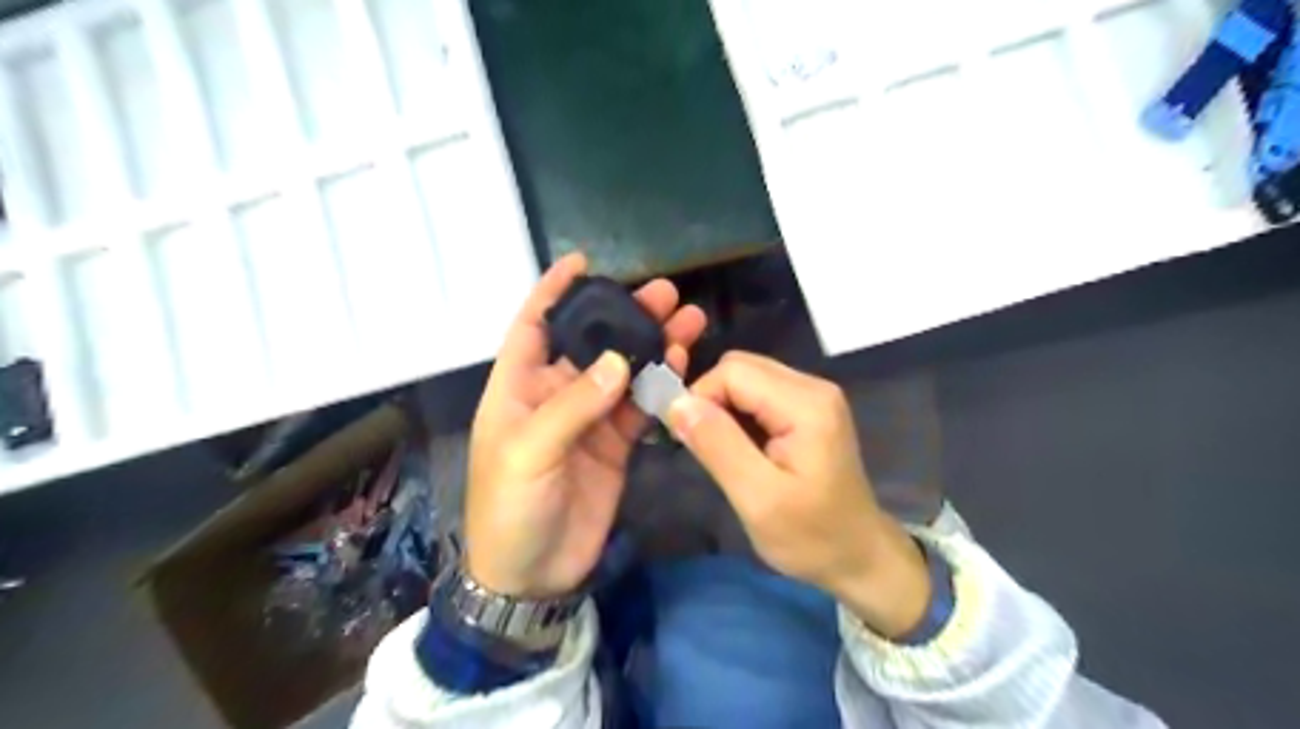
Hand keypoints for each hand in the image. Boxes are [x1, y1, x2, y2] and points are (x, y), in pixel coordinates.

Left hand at [468, 254, 706, 597]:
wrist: (533, 574)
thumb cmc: (510, 508)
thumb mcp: (529, 453)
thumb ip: (573, 406)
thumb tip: (619, 361)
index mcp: (518, 388)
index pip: (534, 326)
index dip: (553, 292)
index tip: (583, 262)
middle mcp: (554, 394)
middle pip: (592, 343)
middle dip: (624, 315)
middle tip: (664, 293)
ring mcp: (589, 419)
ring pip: (623, 371)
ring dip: (652, 346)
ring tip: (688, 320)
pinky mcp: (615, 443)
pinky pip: (640, 407)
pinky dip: (660, 387)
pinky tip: (683, 365)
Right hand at [665, 350, 929, 630]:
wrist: (858, 556)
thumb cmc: (811, 536)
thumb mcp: (758, 499)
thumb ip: (718, 445)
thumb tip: (676, 403)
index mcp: (806, 404)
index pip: (733, 371)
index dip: (701, 397)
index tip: (688, 440)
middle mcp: (813, 386)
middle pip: (740, 367)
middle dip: (711, 400)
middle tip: (705, 447)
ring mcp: (814, 394)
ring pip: (747, 377)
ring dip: (723, 408)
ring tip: (723, 451)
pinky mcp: (809, 407)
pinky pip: (759, 392)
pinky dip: (739, 413)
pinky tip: (742, 447)